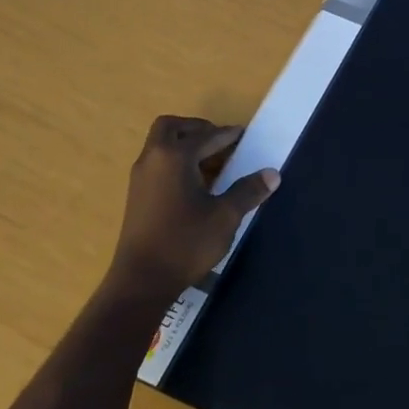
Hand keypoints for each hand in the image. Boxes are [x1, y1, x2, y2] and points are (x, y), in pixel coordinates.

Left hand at [100, 115, 279, 301]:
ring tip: (213, 162)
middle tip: (221, 141)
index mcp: (174, 157)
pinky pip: (157, 163)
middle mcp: (153, 160)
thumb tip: (272, 173)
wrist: (142, 280)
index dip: (227, 134)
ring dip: (185, 145)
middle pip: (171, 128)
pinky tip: (196, 184)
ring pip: (161, 145)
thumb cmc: (186, 243)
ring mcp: (140, 178)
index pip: (205, 136)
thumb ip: (248, 190)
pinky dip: (176, 161)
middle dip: (196, 129)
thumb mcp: (225, 216)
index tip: (244, 134)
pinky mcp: (136, 195)